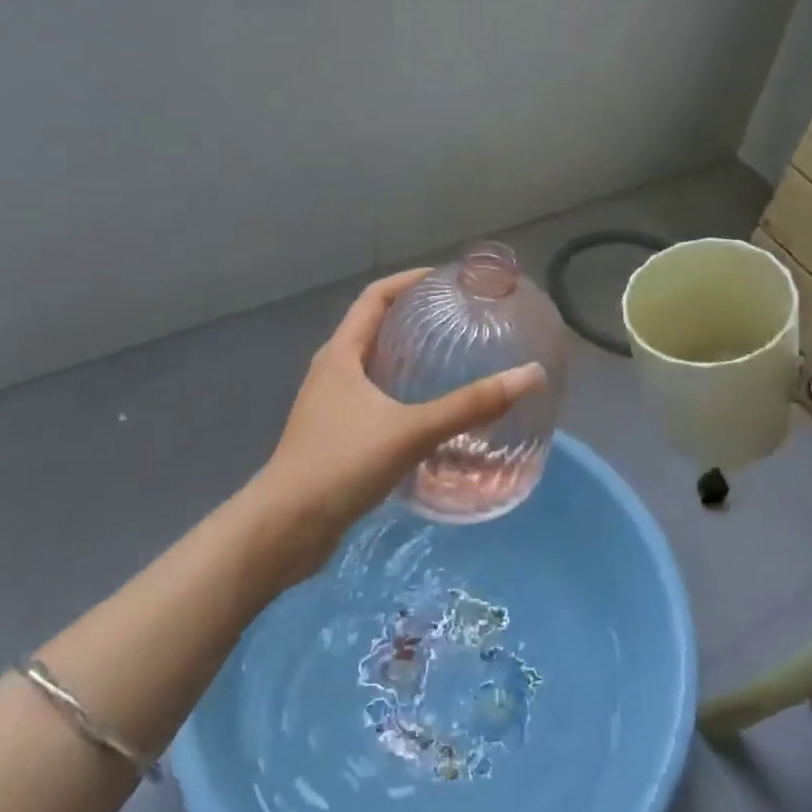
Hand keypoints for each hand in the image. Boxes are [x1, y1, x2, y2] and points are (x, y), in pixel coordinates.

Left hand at [250, 269, 546, 575]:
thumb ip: (469, 405)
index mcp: (340, 355)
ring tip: (449, 362)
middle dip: (412, 318)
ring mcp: (330, 407)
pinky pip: (373, 401)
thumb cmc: (340, 465)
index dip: (408, 281)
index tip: (445, 279)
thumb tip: (529, 376)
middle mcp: (332, 372)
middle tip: (456, 320)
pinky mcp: (334, 438)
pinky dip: (400, 395)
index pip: (374, 297)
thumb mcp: (410, 430)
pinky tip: (429, 416)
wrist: (282, 532)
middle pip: (373, 328)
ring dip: (406, 358)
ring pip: (373, 367)